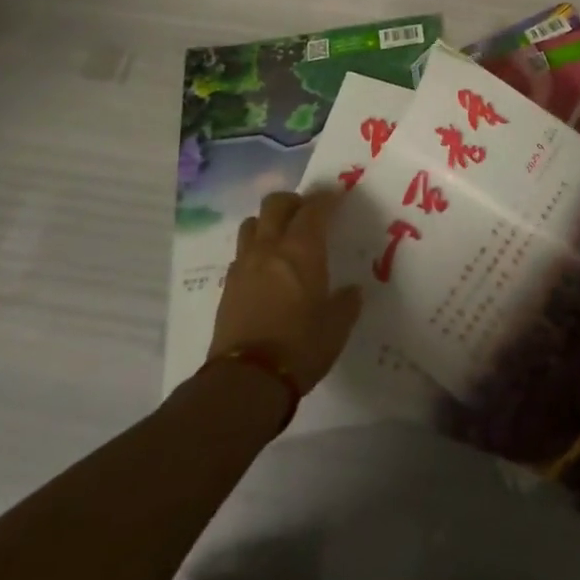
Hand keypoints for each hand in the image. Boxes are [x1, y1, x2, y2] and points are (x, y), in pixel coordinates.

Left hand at [208, 190, 361, 389]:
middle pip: (275, 204)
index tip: (336, 198)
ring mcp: (245, 265)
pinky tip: (265, 271)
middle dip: (293, 202)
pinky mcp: (228, 286)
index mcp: (302, 250)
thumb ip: (346, 303)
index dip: (326, 198)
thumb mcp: (336, 327)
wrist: (247, 380)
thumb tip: (352, 291)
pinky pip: (242, 253)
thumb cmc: (300, 347)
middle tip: (307, 215)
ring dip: (268, 223)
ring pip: (252, 223)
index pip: (313, 208)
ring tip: (281, 239)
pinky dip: (255, 251)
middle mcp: (270, 247)